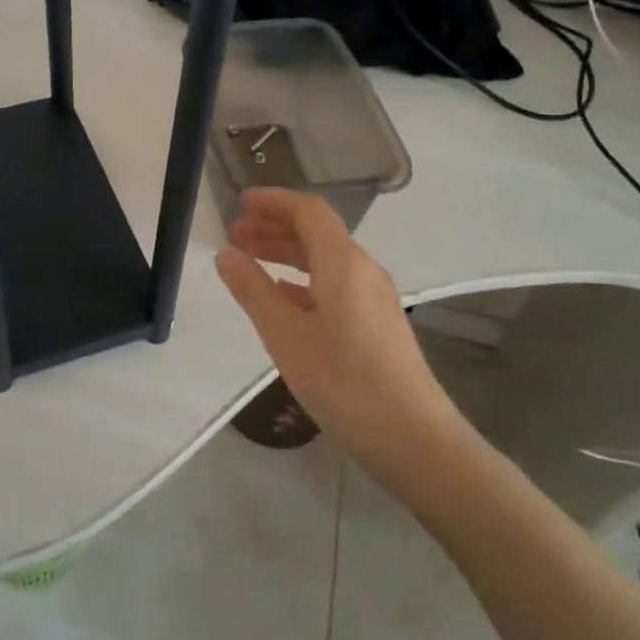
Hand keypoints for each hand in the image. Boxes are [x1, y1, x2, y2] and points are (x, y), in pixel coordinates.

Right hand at [217, 188, 468, 484]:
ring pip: (325, 260)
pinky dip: (303, 281)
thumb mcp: (285, 334)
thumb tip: (226, 254)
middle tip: (235, 233)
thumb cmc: (343, 380)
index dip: (273, 201)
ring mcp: (373, 298)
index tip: (240, 202)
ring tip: (250, 261)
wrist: (413, 438)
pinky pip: (334, 285)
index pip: (308, 211)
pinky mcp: (377, 325)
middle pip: (317, 233)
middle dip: (274, 227)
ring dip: (287, 254)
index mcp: (343, 262)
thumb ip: (253, 289)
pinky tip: (283, 300)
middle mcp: (362, 270)